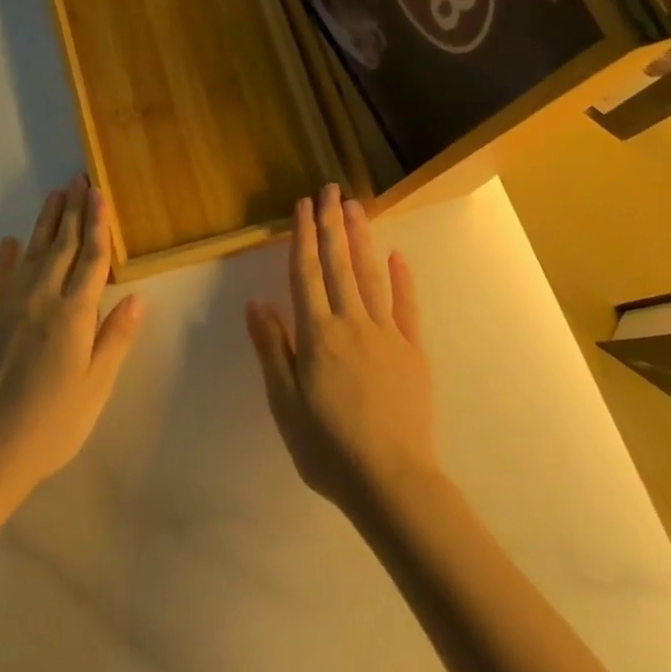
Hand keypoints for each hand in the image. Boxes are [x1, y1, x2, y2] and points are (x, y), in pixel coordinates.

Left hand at [0, 176, 145, 509]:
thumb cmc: (51, 425)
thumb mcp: (95, 389)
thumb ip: (115, 339)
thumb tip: (138, 298)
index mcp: (73, 316)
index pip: (92, 259)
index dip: (98, 225)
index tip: (100, 194)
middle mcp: (41, 300)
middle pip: (62, 246)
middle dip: (73, 211)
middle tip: (79, 180)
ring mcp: (8, 307)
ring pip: (32, 253)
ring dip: (45, 223)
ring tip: (55, 196)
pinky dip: (5, 257)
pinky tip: (10, 241)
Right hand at [245, 184, 439, 518]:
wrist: (392, 481)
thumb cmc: (328, 447)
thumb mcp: (285, 403)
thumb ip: (273, 348)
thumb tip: (257, 302)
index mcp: (318, 334)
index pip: (307, 273)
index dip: (303, 236)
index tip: (303, 205)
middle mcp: (351, 323)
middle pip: (339, 264)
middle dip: (332, 224)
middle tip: (331, 189)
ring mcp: (386, 334)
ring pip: (371, 276)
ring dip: (362, 238)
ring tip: (356, 207)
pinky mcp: (413, 350)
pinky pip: (406, 306)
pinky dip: (401, 279)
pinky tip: (397, 256)